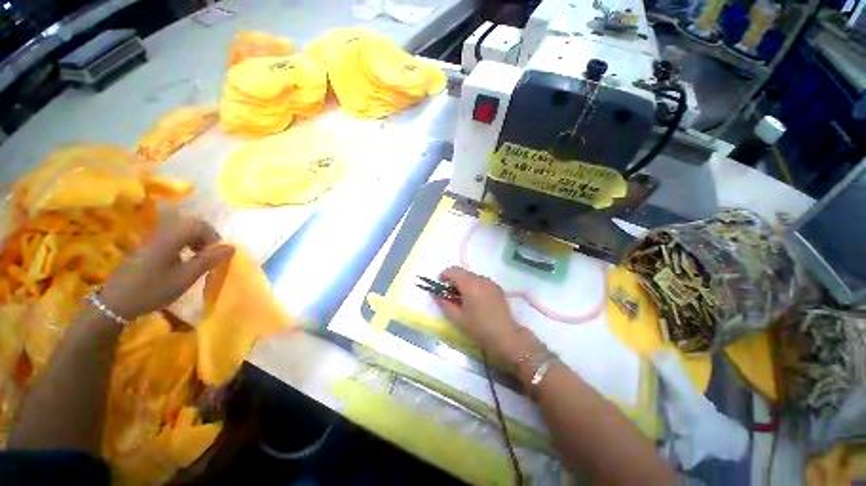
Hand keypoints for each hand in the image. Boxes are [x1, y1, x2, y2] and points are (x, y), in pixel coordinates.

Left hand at [100, 216, 233, 319]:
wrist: (116, 302)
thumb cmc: (153, 290)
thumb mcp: (184, 278)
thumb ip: (208, 260)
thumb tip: (231, 247)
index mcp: (170, 239)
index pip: (200, 225)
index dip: (214, 237)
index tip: (217, 254)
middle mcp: (162, 234)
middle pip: (191, 224)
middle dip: (206, 238)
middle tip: (210, 255)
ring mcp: (153, 240)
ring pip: (182, 230)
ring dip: (196, 241)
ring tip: (198, 258)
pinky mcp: (148, 247)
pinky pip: (172, 237)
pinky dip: (184, 245)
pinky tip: (182, 261)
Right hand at [435, 266, 536, 361]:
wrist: (505, 336)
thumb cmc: (478, 327)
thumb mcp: (457, 318)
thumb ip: (444, 303)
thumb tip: (437, 294)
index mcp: (470, 284)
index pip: (454, 270)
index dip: (444, 274)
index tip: (440, 284)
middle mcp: (481, 279)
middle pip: (463, 272)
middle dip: (454, 280)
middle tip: (450, 294)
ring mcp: (491, 283)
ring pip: (472, 276)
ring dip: (464, 282)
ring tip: (463, 298)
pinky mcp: (497, 288)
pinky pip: (481, 281)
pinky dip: (474, 286)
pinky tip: (475, 300)